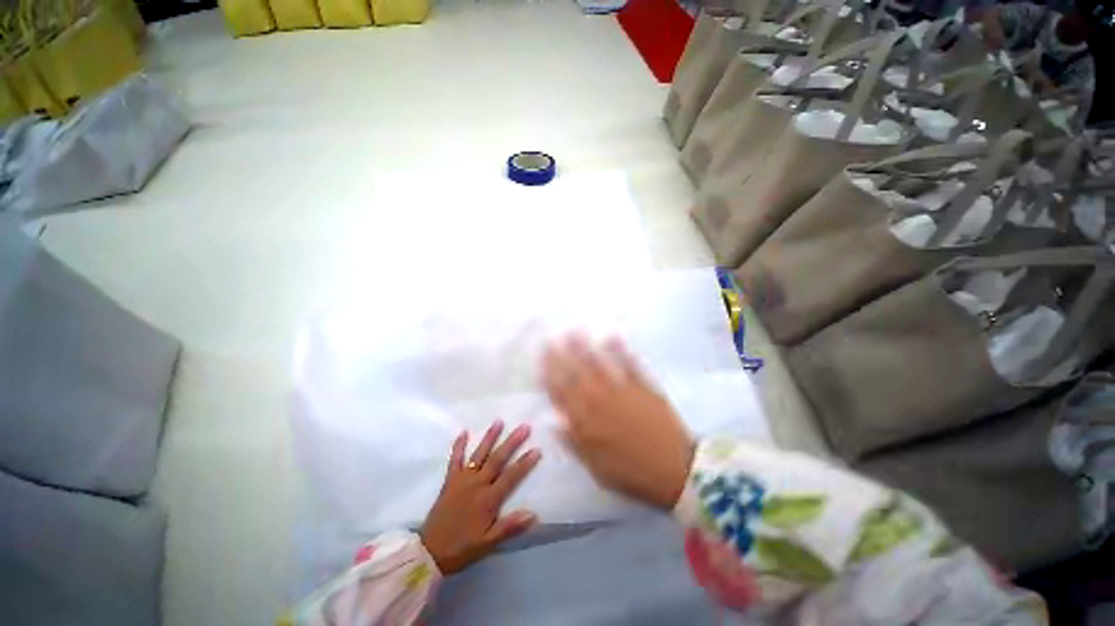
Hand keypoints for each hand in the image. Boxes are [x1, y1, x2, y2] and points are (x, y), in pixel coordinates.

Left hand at [420, 421, 540, 574]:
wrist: (429, 552)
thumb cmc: (462, 548)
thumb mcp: (488, 543)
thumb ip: (510, 527)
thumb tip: (534, 514)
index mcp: (488, 499)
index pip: (511, 477)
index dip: (525, 463)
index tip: (537, 449)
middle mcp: (477, 484)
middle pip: (497, 459)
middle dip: (512, 442)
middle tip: (524, 426)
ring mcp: (462, 479)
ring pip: (479, 454)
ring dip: (490, 437)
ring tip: (499, 421)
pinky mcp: (450, 480)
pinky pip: (455, 460)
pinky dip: (459, 445)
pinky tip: (463, 432)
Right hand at [542, 335, 694, 509]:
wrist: (677, 470)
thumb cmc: (633, 474)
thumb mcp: (598, 469)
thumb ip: (574, 444)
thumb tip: (554, 423)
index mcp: (586, 422)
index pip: (560, 393)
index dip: (548, 374)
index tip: (541, 359)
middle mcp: (600, 401)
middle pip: (575, 373)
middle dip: (561, 354)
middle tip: (551, 338)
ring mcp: (621, 390)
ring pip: (597, 364)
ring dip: (584, 346)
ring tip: (574, 331)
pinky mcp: (643, 386)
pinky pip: (628, 364)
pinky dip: (619, 349)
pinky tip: (611, 336)